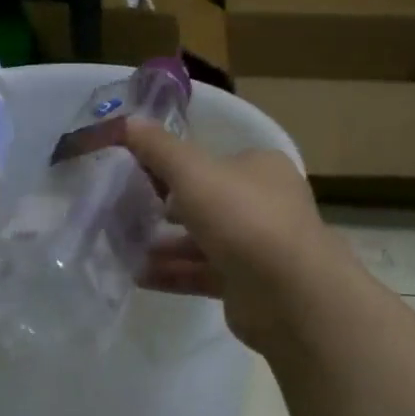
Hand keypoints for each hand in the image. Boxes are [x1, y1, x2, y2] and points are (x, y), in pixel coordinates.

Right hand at [123, 118, 353, 352]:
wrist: (291, 294)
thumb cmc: (243, 218)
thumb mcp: (192, 172)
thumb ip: (158, 148)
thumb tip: (127, 121)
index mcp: (261, 168)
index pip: (213, 160)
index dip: (175, 165)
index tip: (138, 173)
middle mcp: (265, 204)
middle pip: (207, 201)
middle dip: (167, 207)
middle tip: (128, 211)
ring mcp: (258, 247)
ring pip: (203, 240)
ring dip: (165, 244)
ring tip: (123, 246)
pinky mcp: (248, 285)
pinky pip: (202, 273)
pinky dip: (173, 273)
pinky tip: (137, 275)